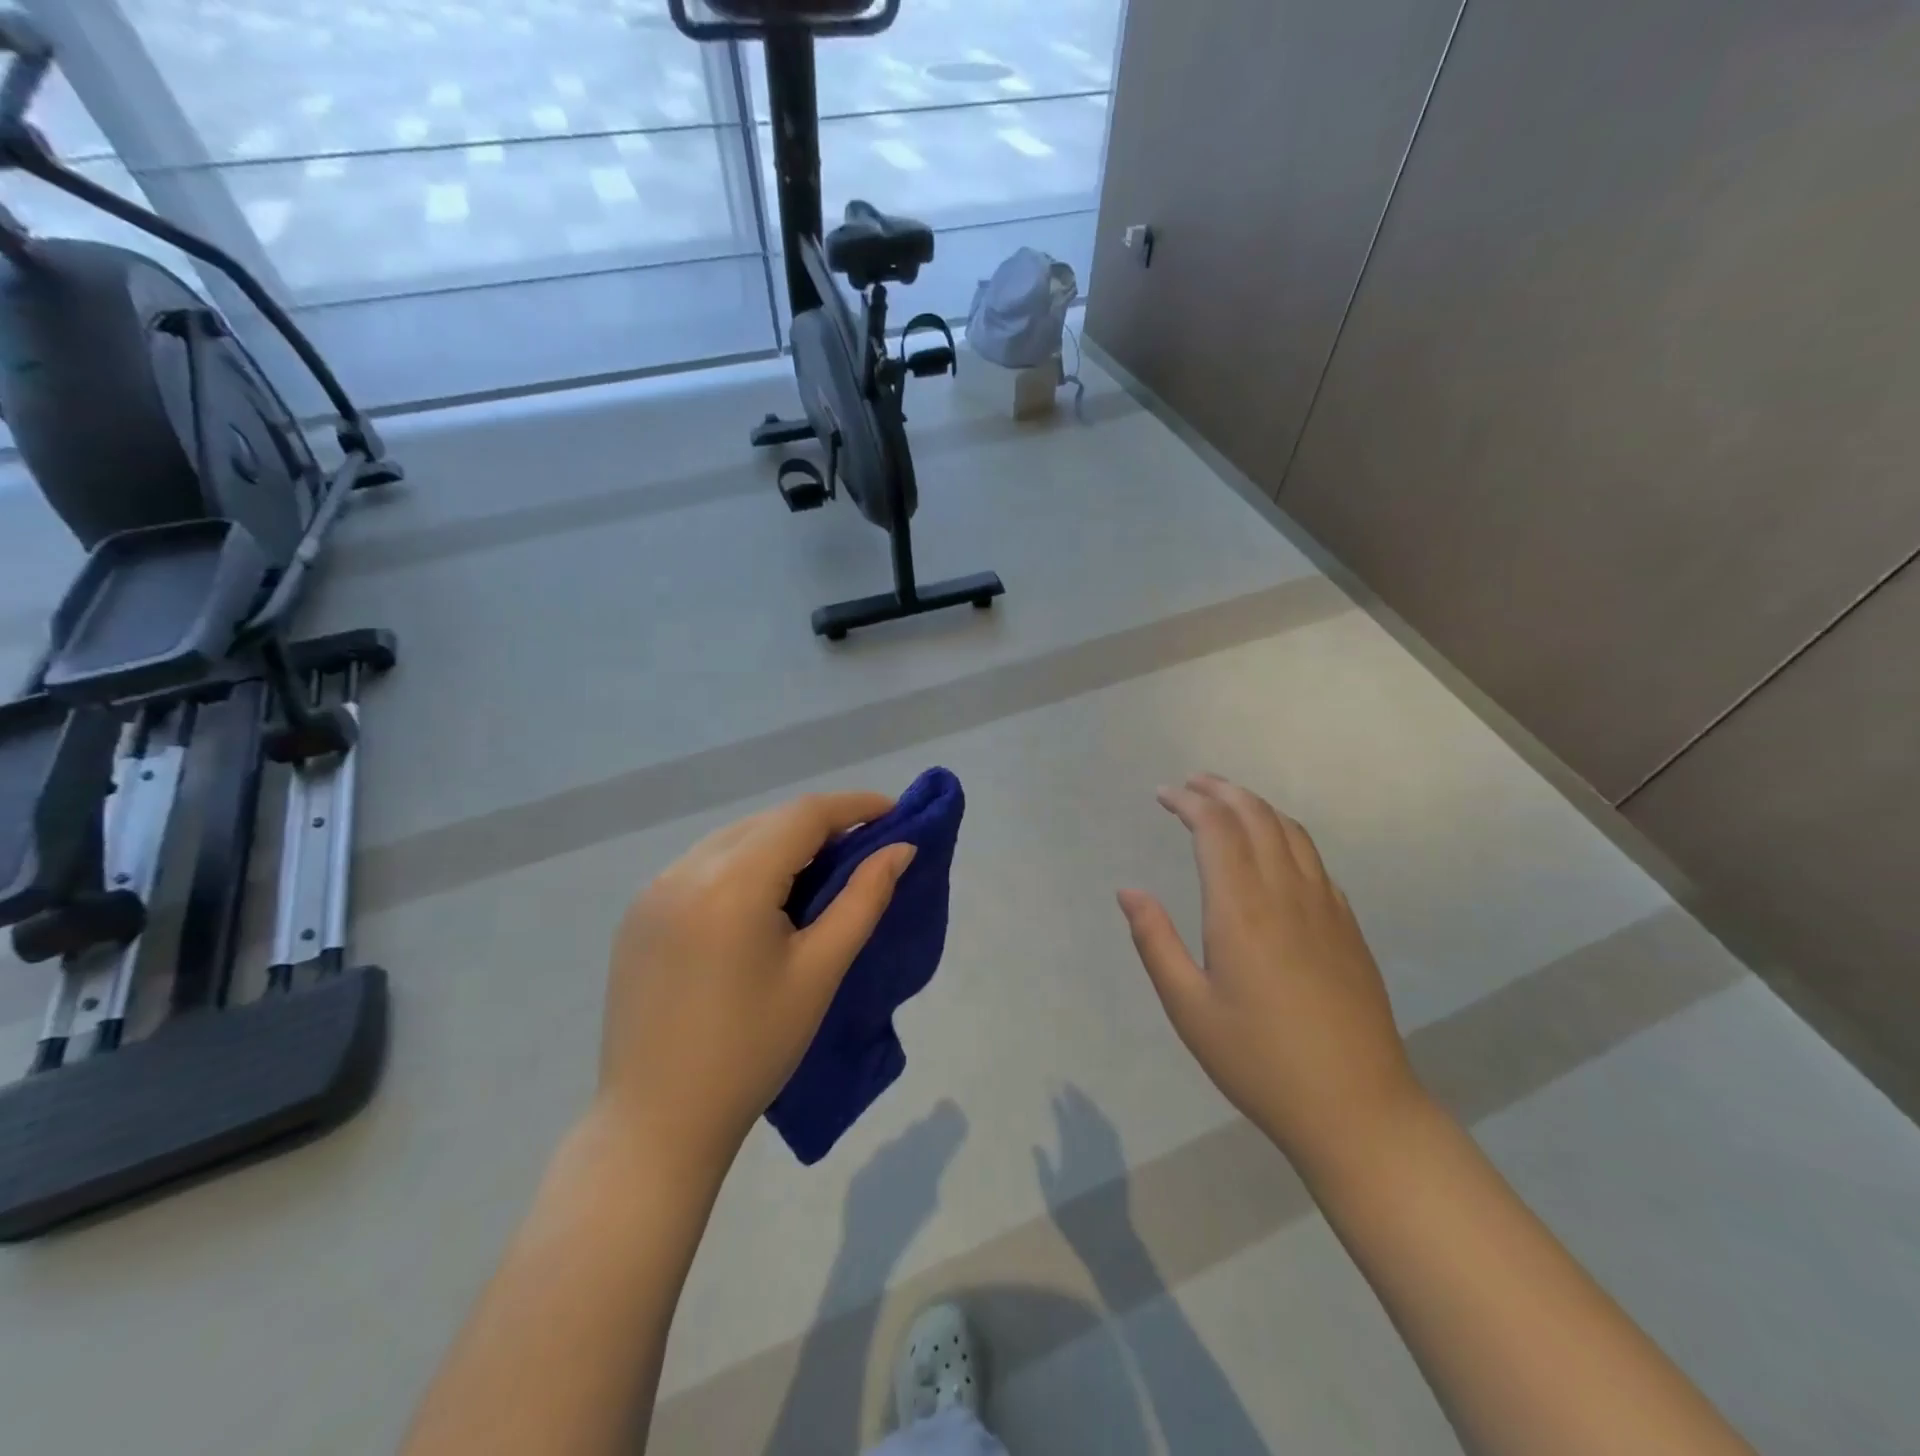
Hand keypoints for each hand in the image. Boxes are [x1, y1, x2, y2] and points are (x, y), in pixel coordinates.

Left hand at [596, 791, 916, 1181]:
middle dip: (820, 825)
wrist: (658, 1121)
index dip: (854, 806)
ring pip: (734, 839)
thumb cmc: (753, 1050)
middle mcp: (685, 870)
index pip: (803, 816)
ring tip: (819, 872)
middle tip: (863, 848)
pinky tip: (762, 898)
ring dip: (781, 842)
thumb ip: (863, 899)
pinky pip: (703, 865)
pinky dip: (744, 864)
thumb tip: (900, 850)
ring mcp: (653, 890)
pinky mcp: (639, 913)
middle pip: (768, 821)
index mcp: (730, 883)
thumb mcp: (819, 972)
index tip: (894, 811)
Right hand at [1117, 774, 1422, 1173]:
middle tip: (1192, 783)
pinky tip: (1274, 849)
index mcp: (1242, 909)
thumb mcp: (1189, 1008)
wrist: (1357, 1107)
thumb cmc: (1259, 1060)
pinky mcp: (1347, 926)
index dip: (1189, 802)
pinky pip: (1315, 859)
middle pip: (1256, 817)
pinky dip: (1286, 834)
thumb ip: (1155, 942)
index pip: (1216, 829)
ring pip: (1291, 831)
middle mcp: (1286, 893)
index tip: (1164, 794)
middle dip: (1222, 791)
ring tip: (1228, 800)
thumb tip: (1128, 891)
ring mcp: (1325, 907)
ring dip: (1256, 806)